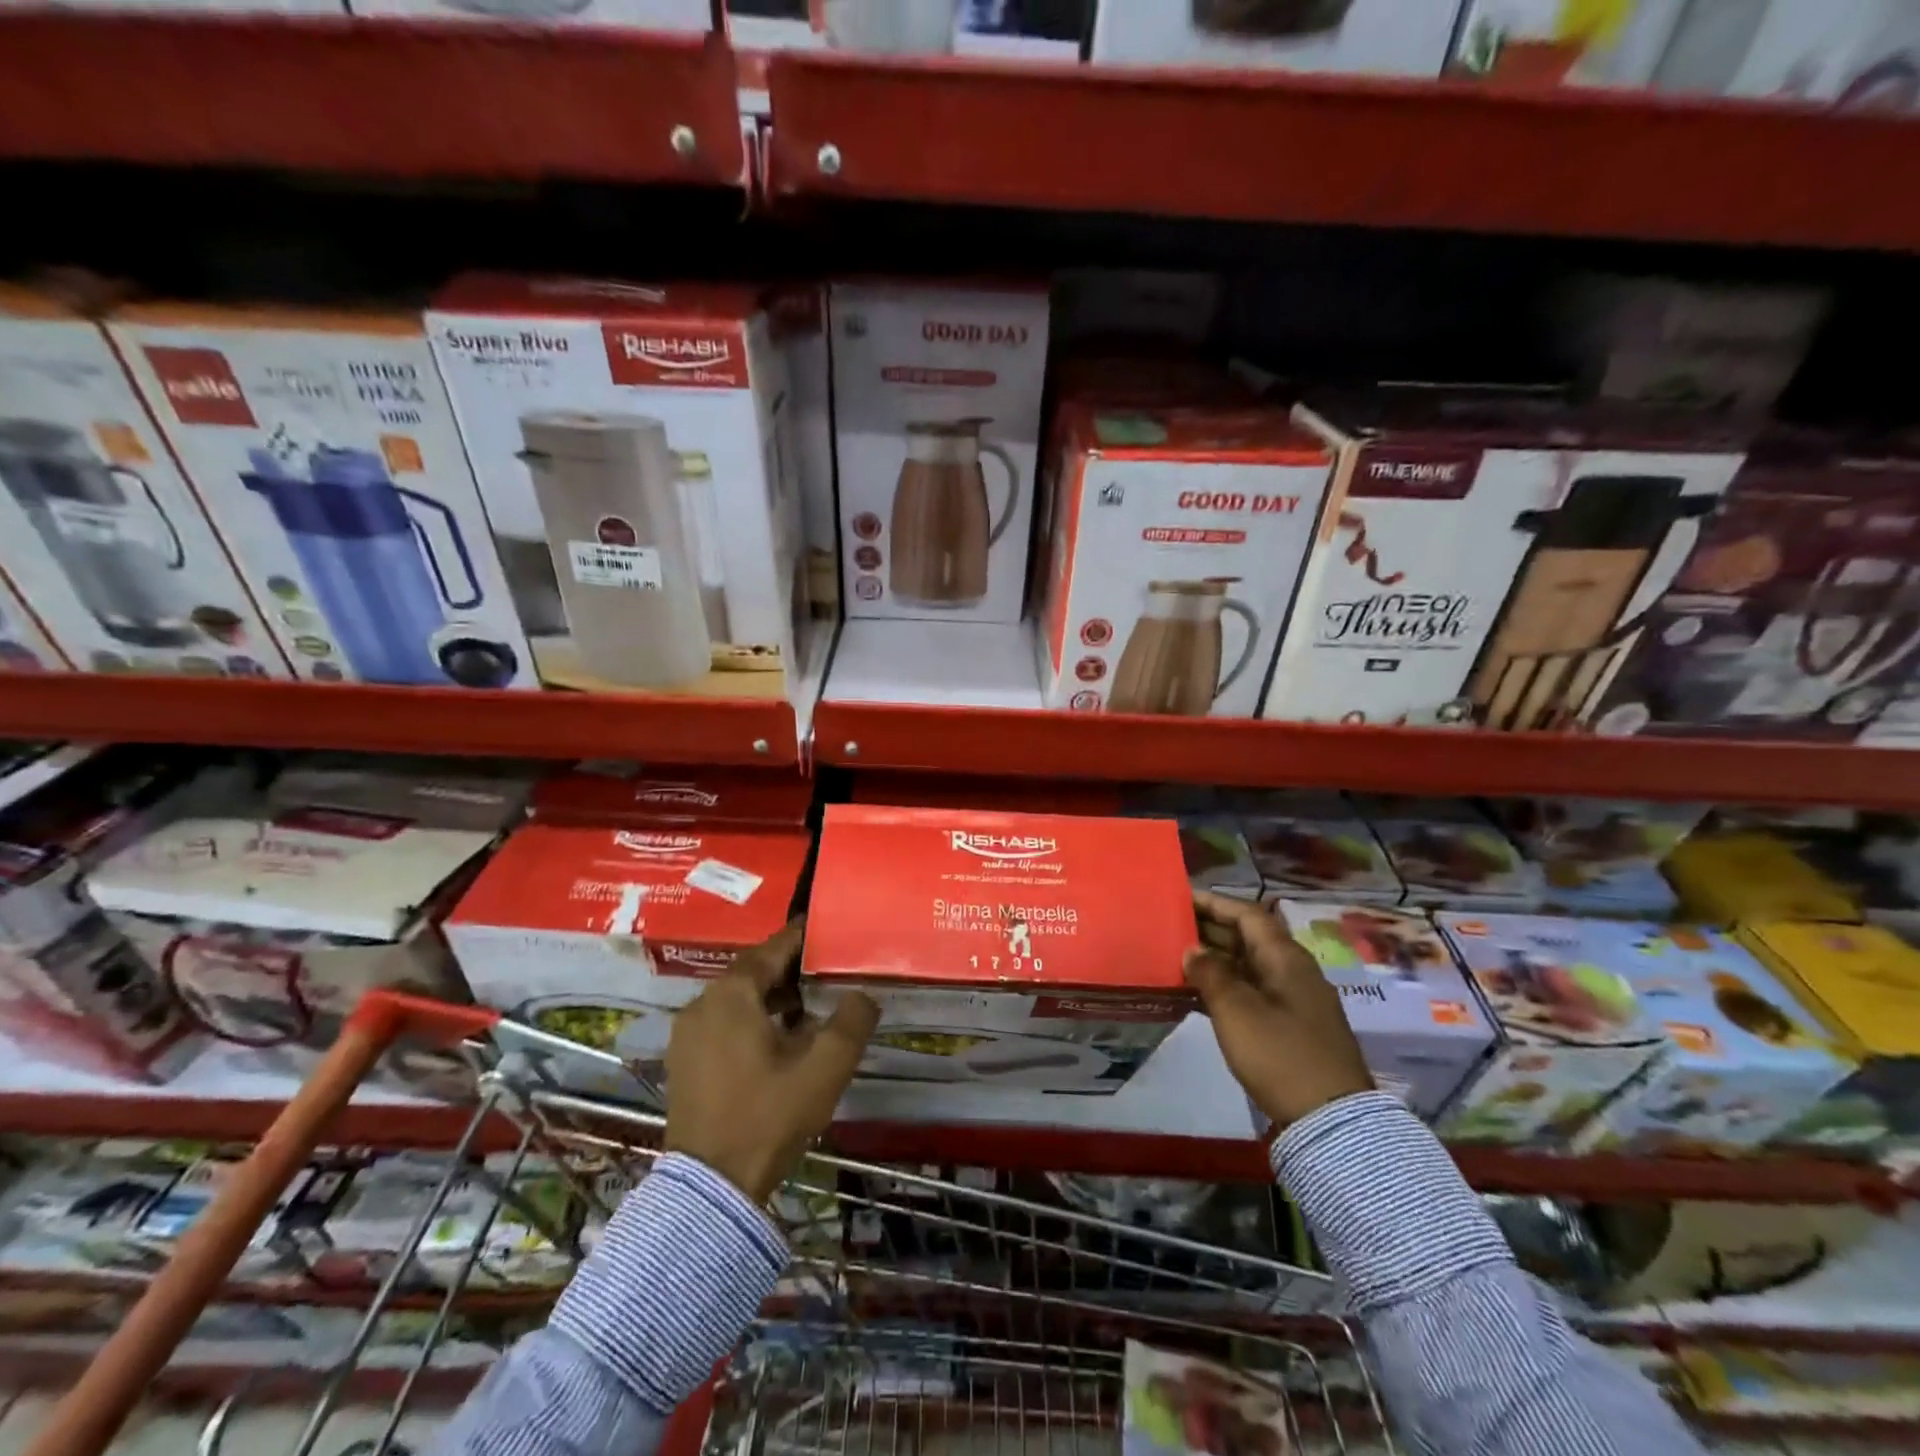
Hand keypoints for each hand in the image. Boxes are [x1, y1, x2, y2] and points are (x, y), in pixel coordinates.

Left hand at [663, 919, 879, 1203]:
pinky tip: (777, 1043)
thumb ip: (851, 1022)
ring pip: (737, 999)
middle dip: (790, 971)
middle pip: (752, 972)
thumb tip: (864, 994)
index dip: (803, 939)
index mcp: (731, 994)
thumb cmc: (769, 1116)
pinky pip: (722, 1023)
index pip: (772, 949)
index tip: (829, 933)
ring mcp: (687, 1035)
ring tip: (809, 1011)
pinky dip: (751, 1020)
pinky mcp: (684, 1062)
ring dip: (772, 998)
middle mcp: (702, 1004)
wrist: (711, 1188)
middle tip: (826, 974)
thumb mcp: (824, 1068)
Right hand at [1183, 891, 1373, 1129]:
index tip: (1181, 898)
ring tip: (1177, 958)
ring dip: (1215, 959)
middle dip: (1211, 929)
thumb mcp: (1236, 1011)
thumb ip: (1210, 974)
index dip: (1215, 903)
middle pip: (1249, 937)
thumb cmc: (1280, 1054)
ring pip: (1249, 966)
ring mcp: (1294, 1000)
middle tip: (1172, 927)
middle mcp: (1293, 971)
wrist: (1330, 1119)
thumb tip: (1193, 950)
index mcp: (1286, 958)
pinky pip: (1252, 991)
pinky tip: (1197, 995)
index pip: (1248, 914)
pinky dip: (1225, 987)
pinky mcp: (1290, 1027)